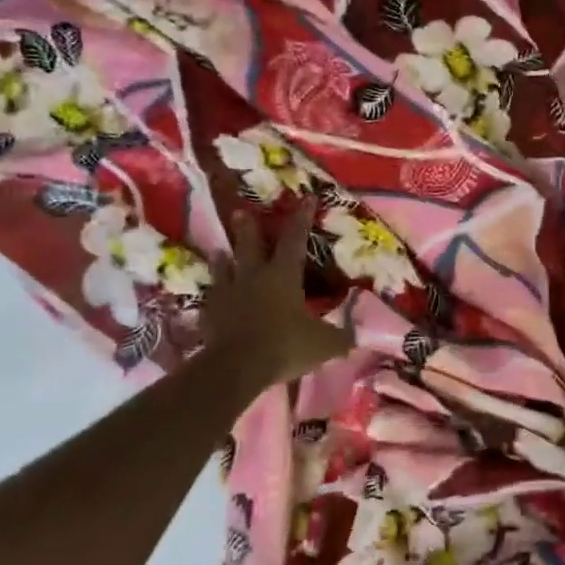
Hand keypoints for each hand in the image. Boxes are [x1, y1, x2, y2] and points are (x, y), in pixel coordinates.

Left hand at [202, 202, 353, 387]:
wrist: (236, 366)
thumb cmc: (285, 345)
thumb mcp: (324, 344)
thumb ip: (340, 337)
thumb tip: (355, 335)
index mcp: (283, 275)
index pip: (295, 240)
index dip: (302, 218)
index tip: (306, 197)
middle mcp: (253, 277)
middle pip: (250, 246)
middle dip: (248, 228)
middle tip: (241, 212)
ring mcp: (227, 295)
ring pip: (224, 269)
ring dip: (223, 259)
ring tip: (220, 250)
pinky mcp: (208, 315)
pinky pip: (211, 300)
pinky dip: (214, 296)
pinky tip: (212, 297)